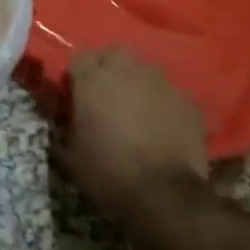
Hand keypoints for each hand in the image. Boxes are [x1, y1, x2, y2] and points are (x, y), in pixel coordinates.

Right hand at [53, 48, 208, 226]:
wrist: (164, 196)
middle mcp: (127, 70)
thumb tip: (61, 122)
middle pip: (114, 53)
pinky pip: (170, 93)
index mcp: (93, 79)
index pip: (79, 56)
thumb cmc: (108, 173)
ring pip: (144, 70)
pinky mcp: (188, 101)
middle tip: (106, 94)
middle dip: (108, 67)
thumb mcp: (70, 155)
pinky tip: (162, 126)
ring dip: (137, 83)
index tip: (76, 92)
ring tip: (136, 109)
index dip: (76, 74)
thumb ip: (63, 129)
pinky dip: (163, 104)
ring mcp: (161, 83)